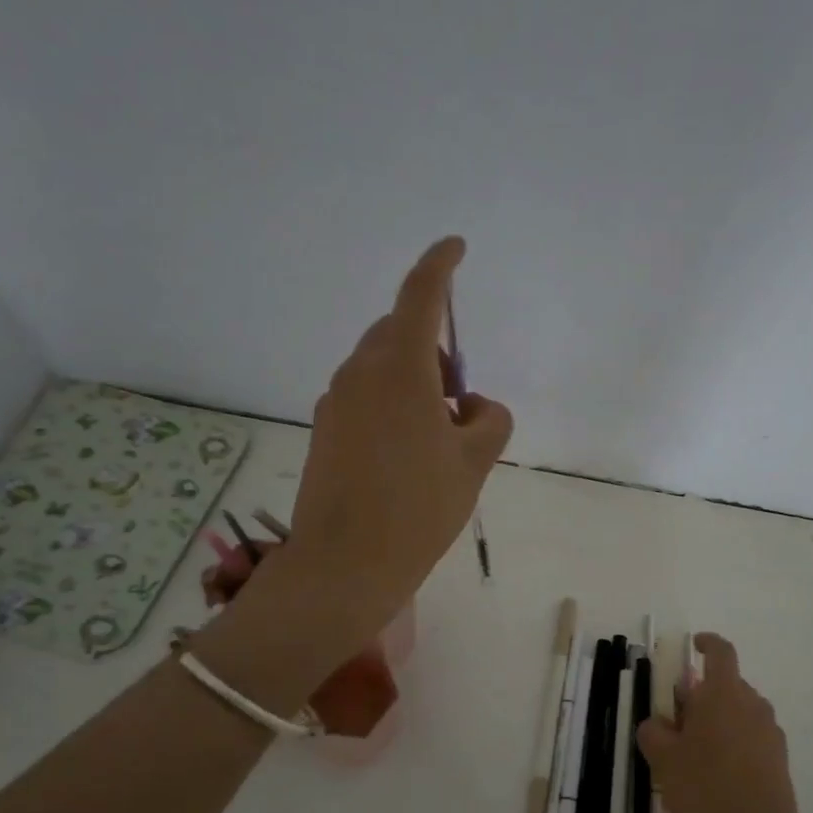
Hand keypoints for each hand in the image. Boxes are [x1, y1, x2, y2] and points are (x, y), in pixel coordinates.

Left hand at [273, 237, 512, 638]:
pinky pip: (364, 397)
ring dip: (413, 381)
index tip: (455, 247)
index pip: (421, 295)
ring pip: (381, 367)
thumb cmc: (418, 507)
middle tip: (459, 399)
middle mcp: (360, 373)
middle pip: (400, 333)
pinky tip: (405, 456)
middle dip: (434, 348)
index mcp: (399, 368)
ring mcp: (335, 401)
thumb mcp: (474, 462)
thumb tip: (471, 407)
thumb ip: (489, 419)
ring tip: (436, 437)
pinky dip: (391, 405)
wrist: (345, 564)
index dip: (439, 264)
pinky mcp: (323, 430)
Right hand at [638, 633, 806, 812]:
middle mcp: (753, 706)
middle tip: (675, 721)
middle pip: (727, 686)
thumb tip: (657, 723)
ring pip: (739, 714)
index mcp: (724, 694)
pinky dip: (733, 744)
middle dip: (701, 695)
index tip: (693, 646)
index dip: (707, 644)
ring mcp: (771, 735)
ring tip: (693, 754)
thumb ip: (654, 732)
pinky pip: (751, 739)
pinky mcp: (780, 762)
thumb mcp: (663, 760)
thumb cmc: (704, 791)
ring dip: (717, 721)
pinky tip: (715, 777)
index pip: (721, 652)